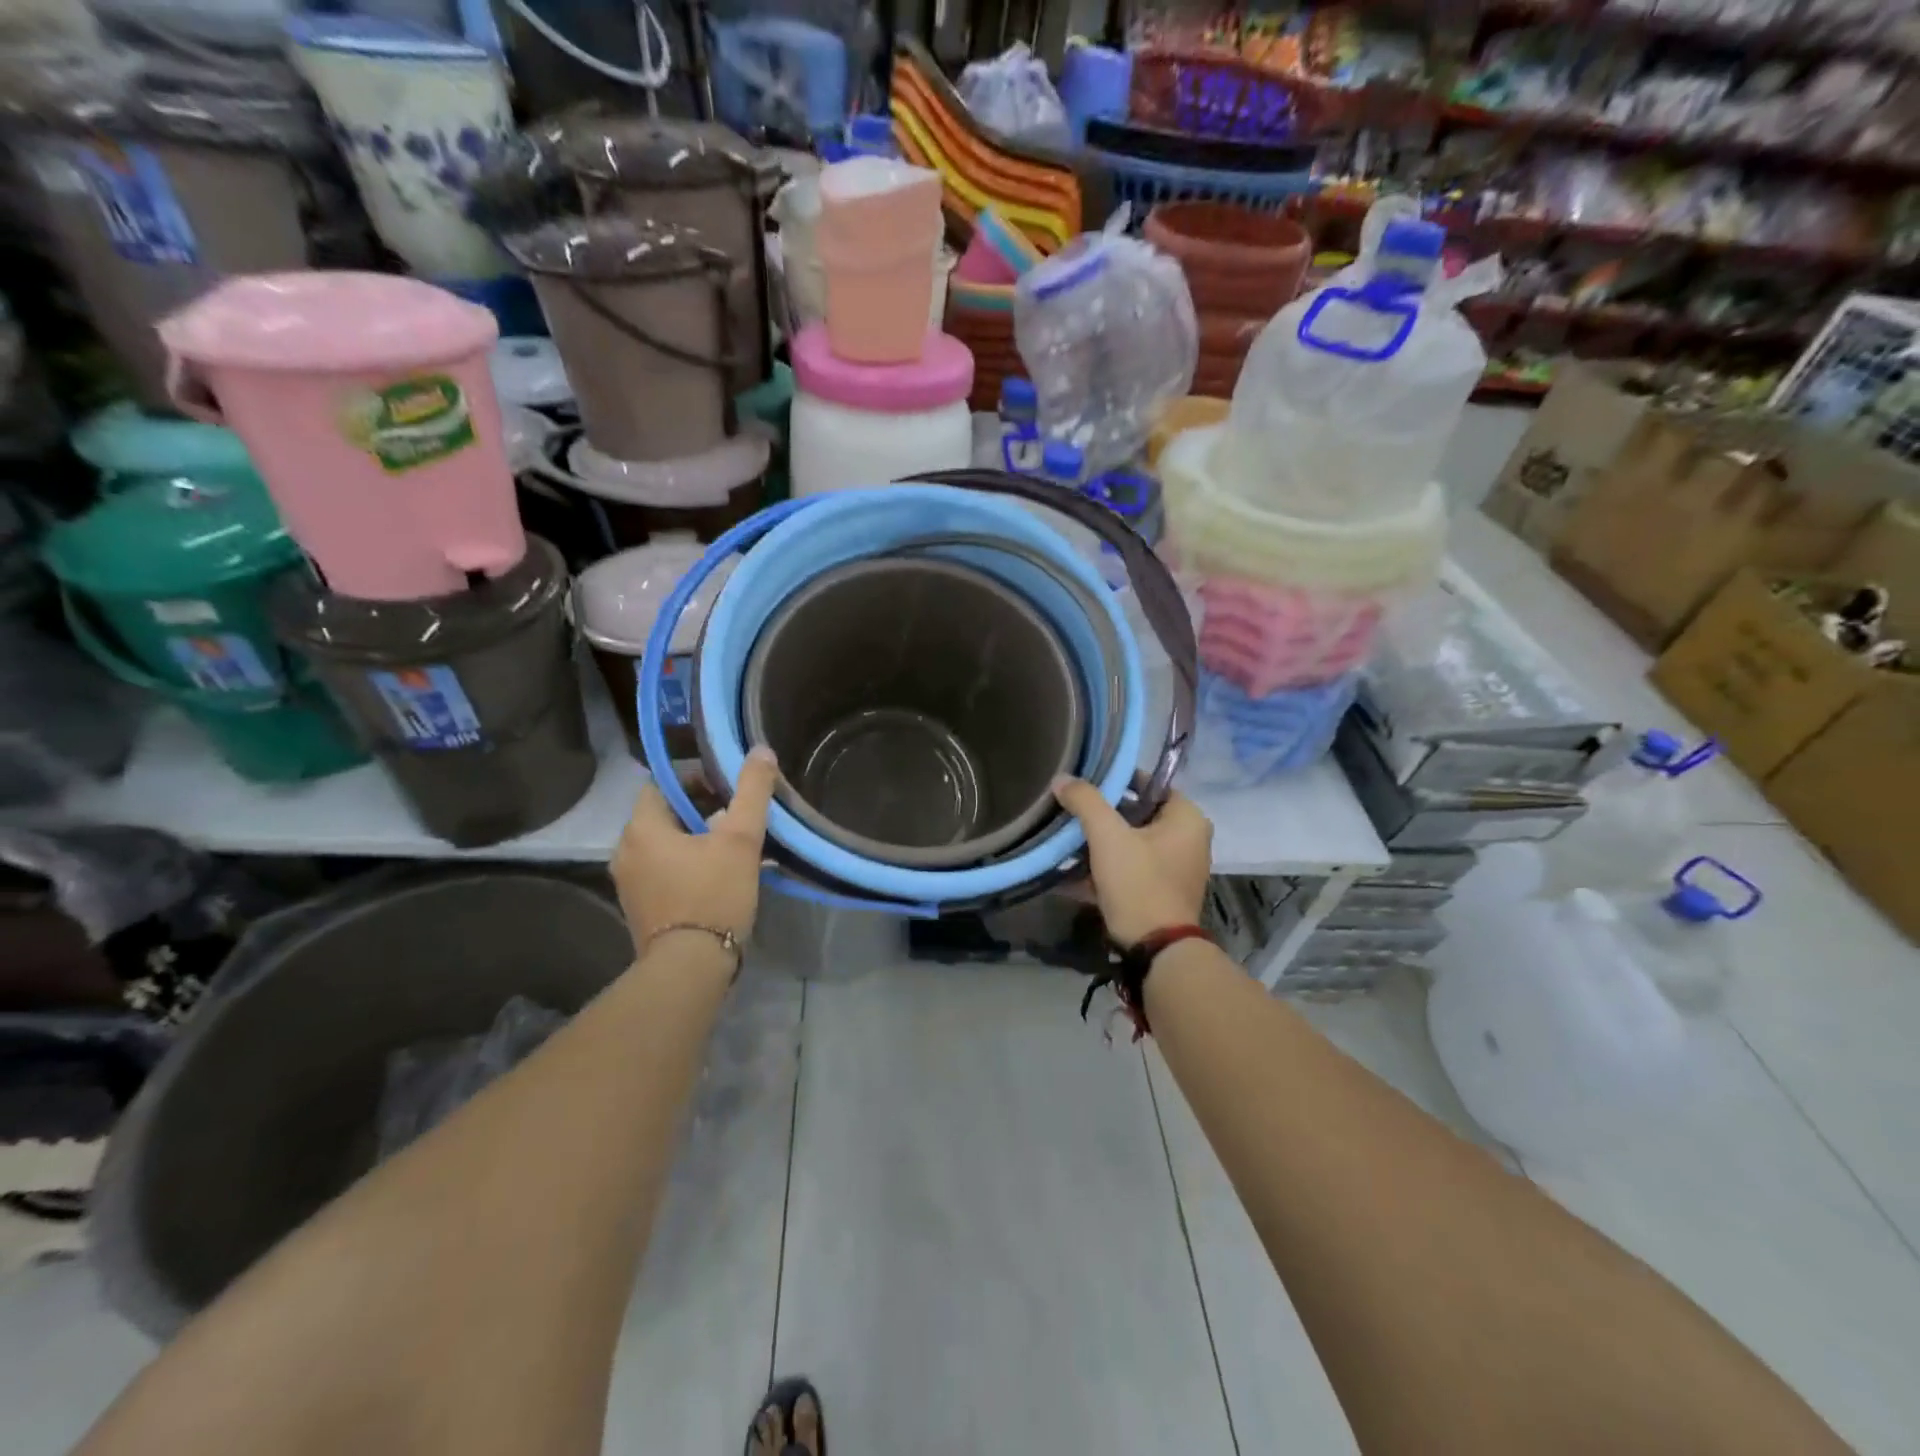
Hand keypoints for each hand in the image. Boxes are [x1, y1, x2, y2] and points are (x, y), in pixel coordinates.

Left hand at [612, 747, 777, 951]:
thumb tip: (761, 750)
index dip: (693, 778)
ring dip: (694, 837)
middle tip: (736, 813)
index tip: (727, 785)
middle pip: (663, 814)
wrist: (690, 968)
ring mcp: (629, 883)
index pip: (660, 784)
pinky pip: (662, 870)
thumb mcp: (740, 839)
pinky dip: (685, 863)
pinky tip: (717, 874)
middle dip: (698, 808)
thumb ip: (752, 791)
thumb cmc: (713, 894)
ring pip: (663, 844)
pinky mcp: (640, 908)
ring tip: (732, 844)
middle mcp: (625, 851)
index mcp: (641, 828)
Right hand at [1051, 779, 1212, 946]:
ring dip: (1102, 841)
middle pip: (1138, 814)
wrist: (1155, 949)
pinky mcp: (1163, 891)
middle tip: (1071, 810)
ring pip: (1132, 842)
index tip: (1085, 783)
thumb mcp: (1108, 836)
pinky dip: (1107, 865)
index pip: (1150, 783)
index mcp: (1187, 818)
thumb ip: (1085, 801)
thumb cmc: (1139, 882)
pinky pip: (1132, 866)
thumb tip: (1063, 779)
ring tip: (1067, 837)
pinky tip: (1074, 868)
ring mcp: (1178, 867)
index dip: (1117, 780)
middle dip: (1103, 814)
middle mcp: (1189, 839)